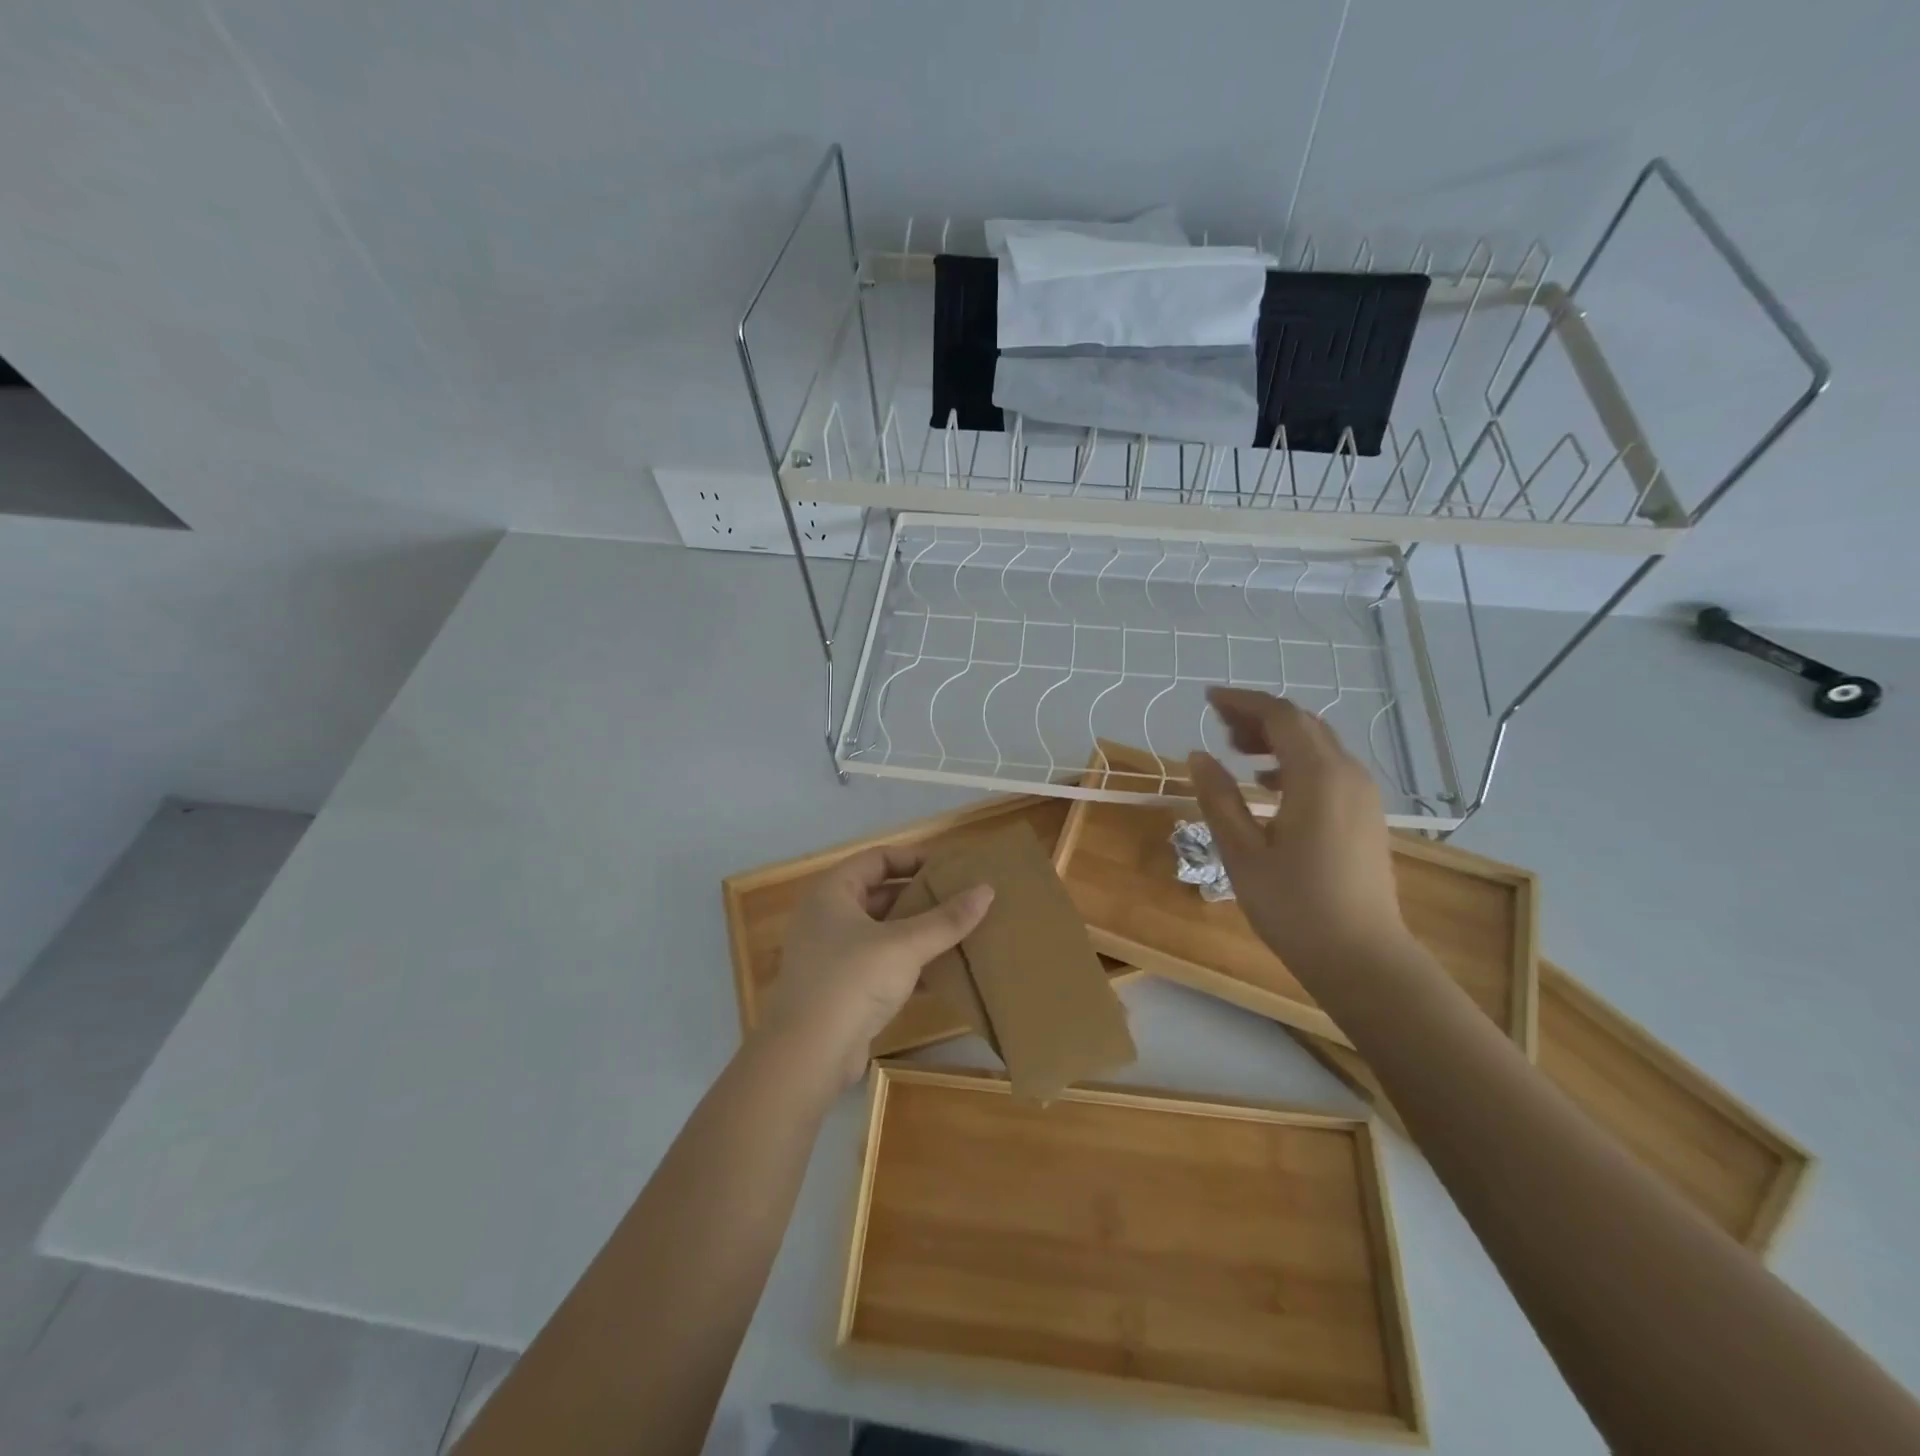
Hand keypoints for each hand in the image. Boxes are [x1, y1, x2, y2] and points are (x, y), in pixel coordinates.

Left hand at [758, 847, 992, 1087]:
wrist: (808, 1054)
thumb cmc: (852, 980)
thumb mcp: (905, 945)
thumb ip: (946, 919)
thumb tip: (987, 890)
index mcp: (833, 892)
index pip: (877, 858)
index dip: (913, 858)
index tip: (950, 867)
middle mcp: (827, 917)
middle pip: (880, 894)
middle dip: (920, 897)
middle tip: (960, 898)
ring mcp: (831, 954)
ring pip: (882, 931)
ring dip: (916, 932)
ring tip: (959, 932)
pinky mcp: (840, 988)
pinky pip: (880, 963)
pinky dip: (907, 963)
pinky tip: (942, 972)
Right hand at [1188, 688, 1409, 973]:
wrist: (1362, 958)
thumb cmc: (1295, 906)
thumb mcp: (1242, 852)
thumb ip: (1219, 798)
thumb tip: (1198, 756)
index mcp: (1317, 777)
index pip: (1280, 716)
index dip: (1242, 702)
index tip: (1207, 699)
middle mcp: (1347, 774)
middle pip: (1302, 724)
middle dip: (1258, 716)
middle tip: (1217, 724)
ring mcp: (1363, 794)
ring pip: (1318, 744)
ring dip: (1277, 737)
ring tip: (1237, 749)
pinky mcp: (1366, 815)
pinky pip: (1330, 768)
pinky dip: (1296, 761)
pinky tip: (1269, 783)